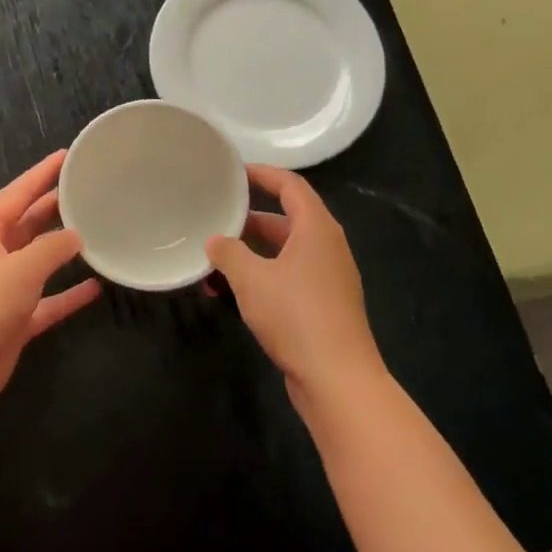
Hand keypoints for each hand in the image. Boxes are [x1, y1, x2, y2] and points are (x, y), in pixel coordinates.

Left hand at [0, 150, 100, 421]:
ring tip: (96, 230)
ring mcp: (0, 288)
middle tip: (88, 190)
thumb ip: (51, 249)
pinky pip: (45, 299)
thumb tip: (75, 236)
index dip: (42, 173)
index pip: (17, 192)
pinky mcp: (11, 319)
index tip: (67, 155)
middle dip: (55, 207)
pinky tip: (95, 288)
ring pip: (37, 260)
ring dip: (63, 250)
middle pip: (27, 223)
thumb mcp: (19, 270)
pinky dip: (67, 294)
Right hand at [206, 165, 386, 411]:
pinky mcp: (323, 306)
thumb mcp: (251, 279)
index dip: (262, 173)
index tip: (233, 171)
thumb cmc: (296, 316)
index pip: (290, 185)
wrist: (338, 380)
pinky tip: (230, 293)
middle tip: (214, 217)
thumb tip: (214, 240)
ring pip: (283, 252)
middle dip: (248, 219)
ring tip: (213, 259)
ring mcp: (328, 278)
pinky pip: (288, 277)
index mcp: (317, 228)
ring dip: (250, 253)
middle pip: (286, 219)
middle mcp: (326, 247)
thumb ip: (228, 253)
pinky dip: (261, 277)